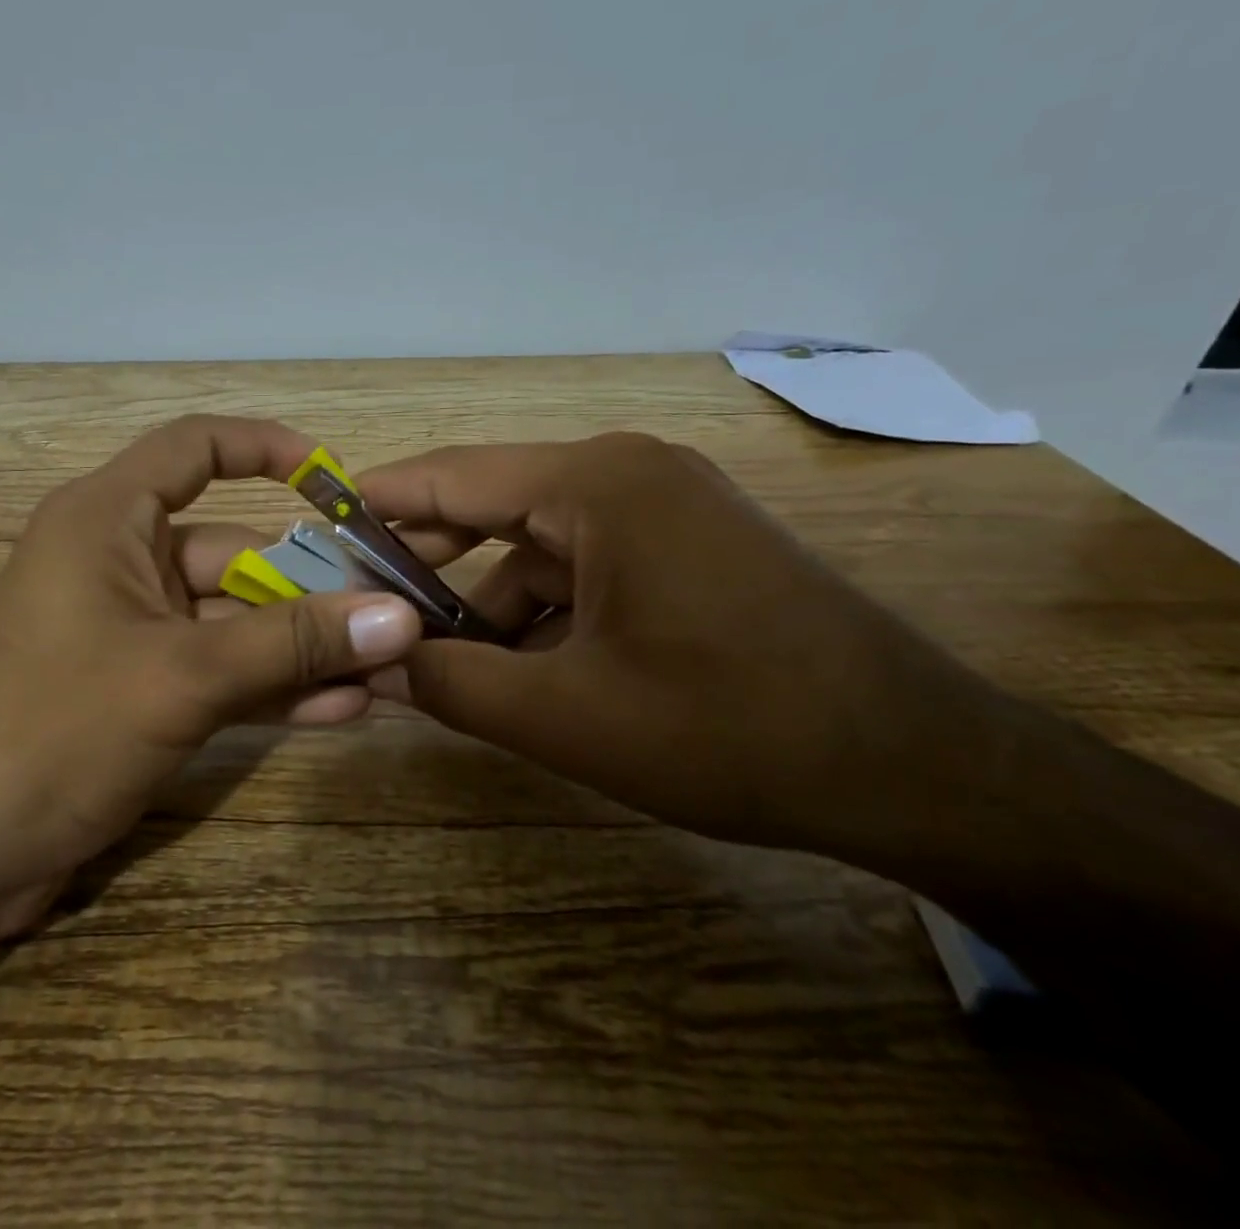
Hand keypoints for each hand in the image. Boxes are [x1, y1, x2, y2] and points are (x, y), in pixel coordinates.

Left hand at [0, 416, 421, 916]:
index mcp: (108, 520)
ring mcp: (135, 631)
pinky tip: (344, 707)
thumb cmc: (53, 729)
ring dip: (304, 643)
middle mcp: (122, 562)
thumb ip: (293, 644)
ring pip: (237, 619)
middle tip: (393, 607)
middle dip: (312, 582)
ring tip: (386, 662)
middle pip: (235, 549)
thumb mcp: (183, 676)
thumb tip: (400, 617)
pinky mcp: (143, 690)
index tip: (335, 480)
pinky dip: (275, 685)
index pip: (194, 448)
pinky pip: (223, 670)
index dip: (266, 448)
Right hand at [360, 434, 989, 852]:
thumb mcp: (568, 716)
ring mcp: (664, 505)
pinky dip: (545, 610)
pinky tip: (524, 668)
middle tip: (365, 605)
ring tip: (444, 663)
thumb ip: (452, 684)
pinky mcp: (687, 544)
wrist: (919, 768)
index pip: (452, 476)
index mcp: (596, 484)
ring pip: (539, 544)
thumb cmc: (731, 730)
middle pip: (493, 505)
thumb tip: (370, 664)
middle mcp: (626, 472)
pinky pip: (586, 564)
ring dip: (491, 601)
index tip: (319, 525)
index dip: (379, 502)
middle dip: (429, 562)